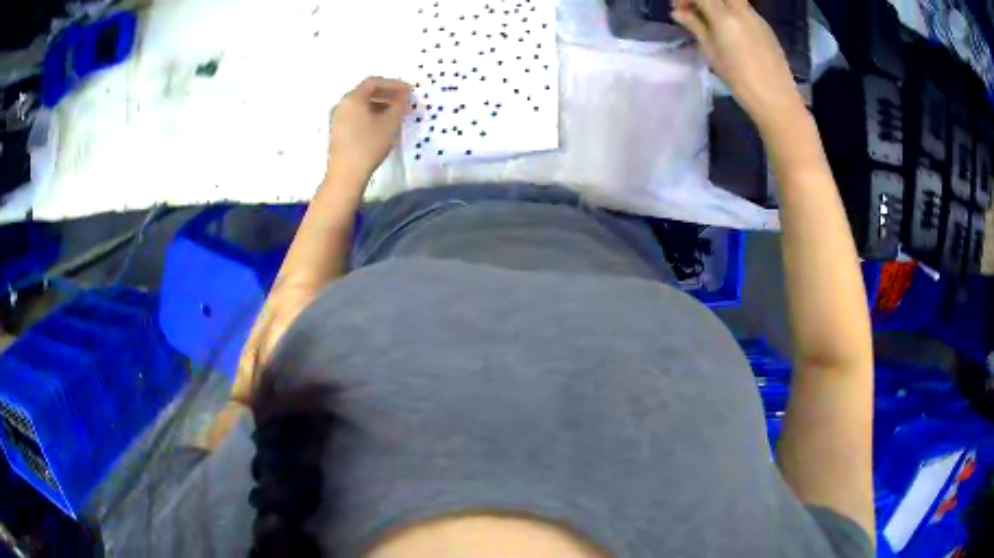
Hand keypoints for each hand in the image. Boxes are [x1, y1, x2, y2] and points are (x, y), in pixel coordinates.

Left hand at [327, 76, 411, 180]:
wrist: (346, 174)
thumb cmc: (368, 145)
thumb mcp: (390, 123)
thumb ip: (400, 105)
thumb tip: (404, 96)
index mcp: (352, 98)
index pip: (374, 82)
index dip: (393, 83)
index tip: (408, 90)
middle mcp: (342, 104)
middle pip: (366, 92)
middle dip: (387, 93)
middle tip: (403, 100)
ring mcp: (337, 118)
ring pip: (361, 104)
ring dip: (379, 104)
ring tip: (395, 112)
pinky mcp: (337, 131)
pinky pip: (356, 115)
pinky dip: (370, 113)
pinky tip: (381, 123)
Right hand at [672, 0, 802, 126]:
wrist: (776, 97)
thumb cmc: (740, 79)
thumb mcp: (711, 53)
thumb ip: (695, 27)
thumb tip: (678, 13)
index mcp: (724, 16)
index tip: (678, 10)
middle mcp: (741, 9)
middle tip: (693, 11)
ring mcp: (755, 16)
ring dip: (716, 4)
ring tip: (710, 22)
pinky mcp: (764, 26)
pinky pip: (743, 8)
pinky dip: (730, 11)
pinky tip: (729, 31)